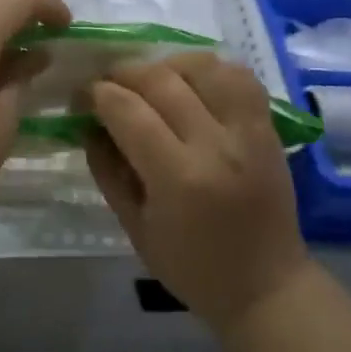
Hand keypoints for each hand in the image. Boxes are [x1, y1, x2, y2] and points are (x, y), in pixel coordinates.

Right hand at [87, 53, 306, 330]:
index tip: (81, 97)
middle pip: (161, 79)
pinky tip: (190, 84)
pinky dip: (209, 70)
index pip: (127, 110)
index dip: (96, 94)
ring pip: (203, 66)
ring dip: (167, 65)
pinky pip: (239, 77)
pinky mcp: (268, 127)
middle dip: (123, 73)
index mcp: (178, 177)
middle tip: (106, 84)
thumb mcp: (134, 227)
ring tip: (150, 80)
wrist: (266, 286)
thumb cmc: (191, 267)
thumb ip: (107, 169)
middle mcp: (216, 144)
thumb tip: (87, 122)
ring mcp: (248, 131)